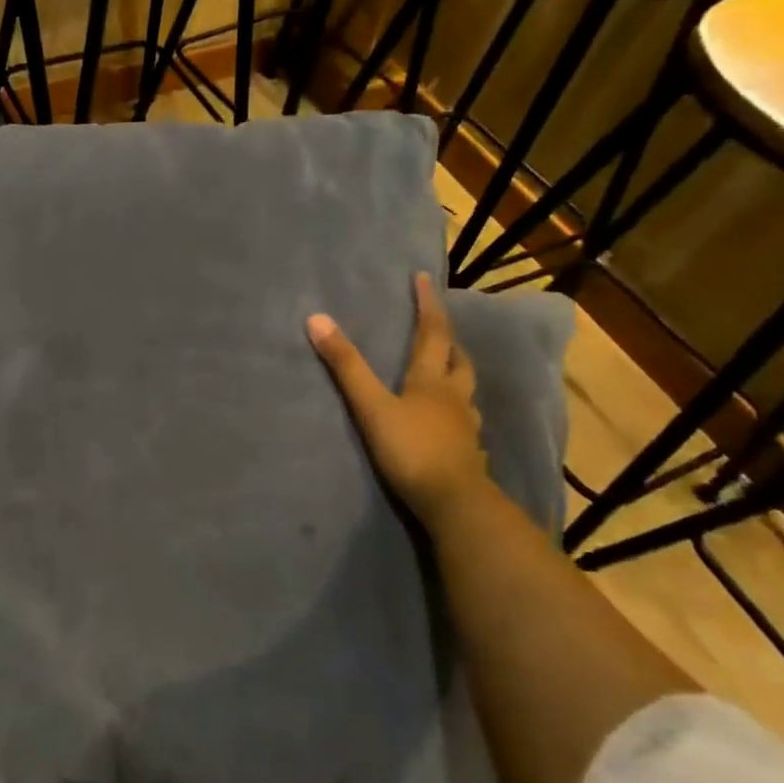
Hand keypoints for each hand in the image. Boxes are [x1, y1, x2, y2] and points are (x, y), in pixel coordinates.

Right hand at [306, 274, 493, 525]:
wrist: (454, 503)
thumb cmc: (411, 449)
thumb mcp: (371, 405)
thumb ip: (345, 365)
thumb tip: (316, 319)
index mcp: (432, 380)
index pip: (433, 332)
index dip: (428, 305)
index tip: (424, 279)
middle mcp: (454, 396)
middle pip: (458, 359)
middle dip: (448, 339)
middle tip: (438, 326)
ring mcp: (465, 426)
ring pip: (465, 390)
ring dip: (456, 373)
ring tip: (444, 370)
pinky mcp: (467, 453)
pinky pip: (464, 421)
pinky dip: (456, 410)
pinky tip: (448, 420)